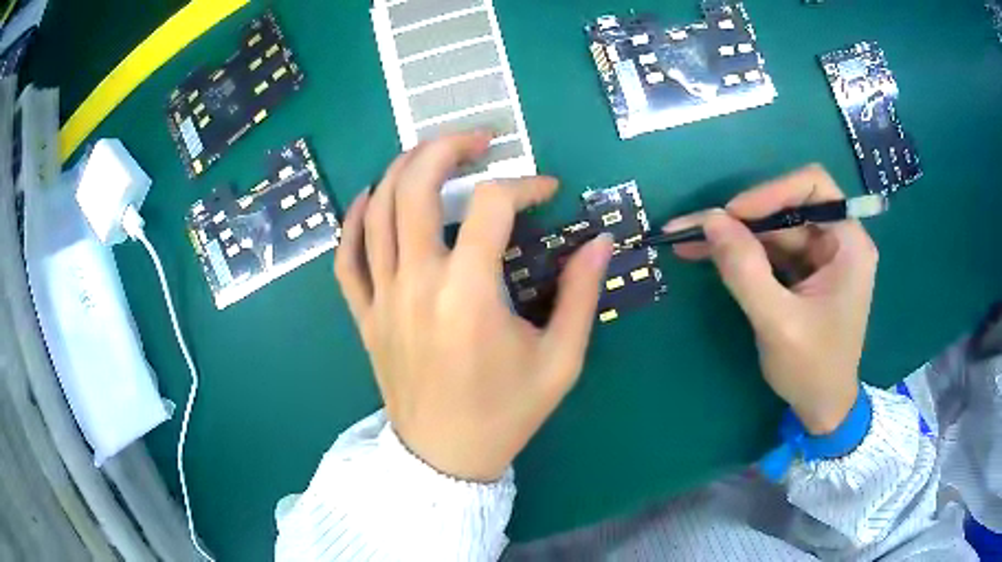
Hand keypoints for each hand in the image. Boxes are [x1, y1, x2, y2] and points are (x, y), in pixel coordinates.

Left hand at [335, 132, 613, 480]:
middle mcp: (416, 284)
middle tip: (479, 140)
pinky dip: (353, 220)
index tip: (547, 191)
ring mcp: (381, 298)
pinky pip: (346, 257)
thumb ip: (582, 295)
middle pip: (416, 187)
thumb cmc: (506, 413)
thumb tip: (601, 241)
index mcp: (468, 295)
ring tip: (432, 155)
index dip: (524, 185)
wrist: (445, 457)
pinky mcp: (364, 315)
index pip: (492, 206)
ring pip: (376, 211)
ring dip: (403, 169)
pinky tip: (371, 197)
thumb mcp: (560, 361)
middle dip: (447, 147)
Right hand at [665, 165, 877, 434]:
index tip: (733, 214)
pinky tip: (709, 255)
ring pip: (773, 229)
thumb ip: (745, 271)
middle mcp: (837, 240)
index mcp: (849, 244)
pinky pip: (770, 251)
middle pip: (787, 208)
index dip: (772, 192)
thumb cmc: (812, 369)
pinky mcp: (804, 272)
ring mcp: (820, 257)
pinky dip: (741, 253)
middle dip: (741, 218)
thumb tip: (709, 221)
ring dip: (734, 235)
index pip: (813, 187)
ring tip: (688, 240)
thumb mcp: (778, 323)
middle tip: (694, 228)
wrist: (822, 408)